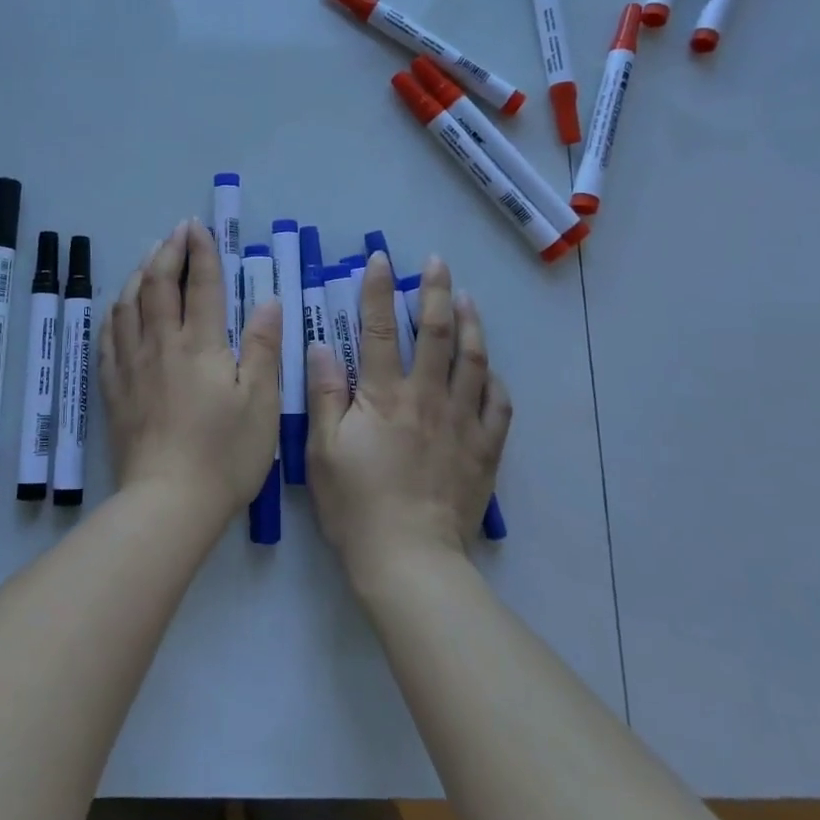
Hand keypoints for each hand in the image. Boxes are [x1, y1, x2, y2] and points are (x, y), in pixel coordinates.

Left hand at [98, 219, 282, 521]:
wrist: (168, 502)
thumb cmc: (225, 454)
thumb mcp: (261, 402)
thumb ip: (262, 347)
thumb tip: (267, 301)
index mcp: (199, 345)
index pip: (200, 285)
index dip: (200, 252)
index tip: (198, 227)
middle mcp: (160, 345)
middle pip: (157, 285)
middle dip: (167, 252)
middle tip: (175, 232)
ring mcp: (132, 366)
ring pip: (127, 305)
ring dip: (138, 274)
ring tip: (147, 257)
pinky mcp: (114, 389)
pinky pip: (107, 338)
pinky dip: (113, 312)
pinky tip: (117, 307)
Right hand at [306, 253, 510, 581]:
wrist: (409, 559)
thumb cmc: (356, 505)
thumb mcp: (322, 450)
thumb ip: (324, 394)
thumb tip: (322, 346)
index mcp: (385, 395)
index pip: (380, 329)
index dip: (378, 290)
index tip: (381, 260)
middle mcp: (427, 397)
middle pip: (436, 333)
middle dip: (436, 292)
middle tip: (438, 263)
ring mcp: (462, 422)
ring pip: (473, 361)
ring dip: (471, 324)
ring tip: (468, 299)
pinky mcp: (483, 449)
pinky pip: (498, 406)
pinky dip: (495, 381)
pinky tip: (491, 370)